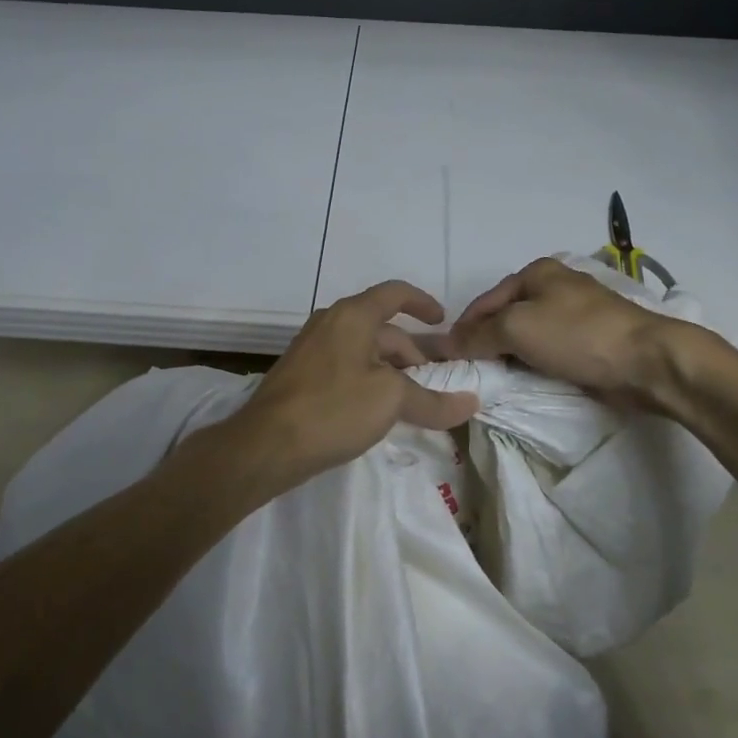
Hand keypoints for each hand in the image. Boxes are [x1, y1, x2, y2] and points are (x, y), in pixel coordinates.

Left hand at [223, 280, 479, 494]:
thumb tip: (471, 403)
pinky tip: (374, 410)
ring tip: (409, 400)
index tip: (442, 322)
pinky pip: (345, 366)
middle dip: (411, 352)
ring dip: (390, 368)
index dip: (423, 302)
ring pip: (362, 349)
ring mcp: (311, 348)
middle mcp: (330, 323)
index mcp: (352, 315)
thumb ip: (432, 400)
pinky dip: (367, 379)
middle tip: (433, 383)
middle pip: (381, 327)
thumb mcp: (390, 401)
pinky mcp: (300, 375)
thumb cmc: (333, 408)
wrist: (265, 445)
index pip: (395, 293)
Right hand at [449, 257, 688, 405]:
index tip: (446, 359)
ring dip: (508, 356)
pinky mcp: (588, 341)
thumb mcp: (517, 328)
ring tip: (491, 380)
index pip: (484, 301)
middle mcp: (553, 287)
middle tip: (467, 372)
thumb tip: (448, 344)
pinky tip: (523, 381)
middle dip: (485, 342)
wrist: (645, 361)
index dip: (463, 329)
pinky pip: (548, 351)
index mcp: (536, 272)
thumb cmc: (577, 335)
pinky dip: (532, 364)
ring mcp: (573, 314)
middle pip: (505, 317)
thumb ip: (478, 335)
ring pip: (526, 336)